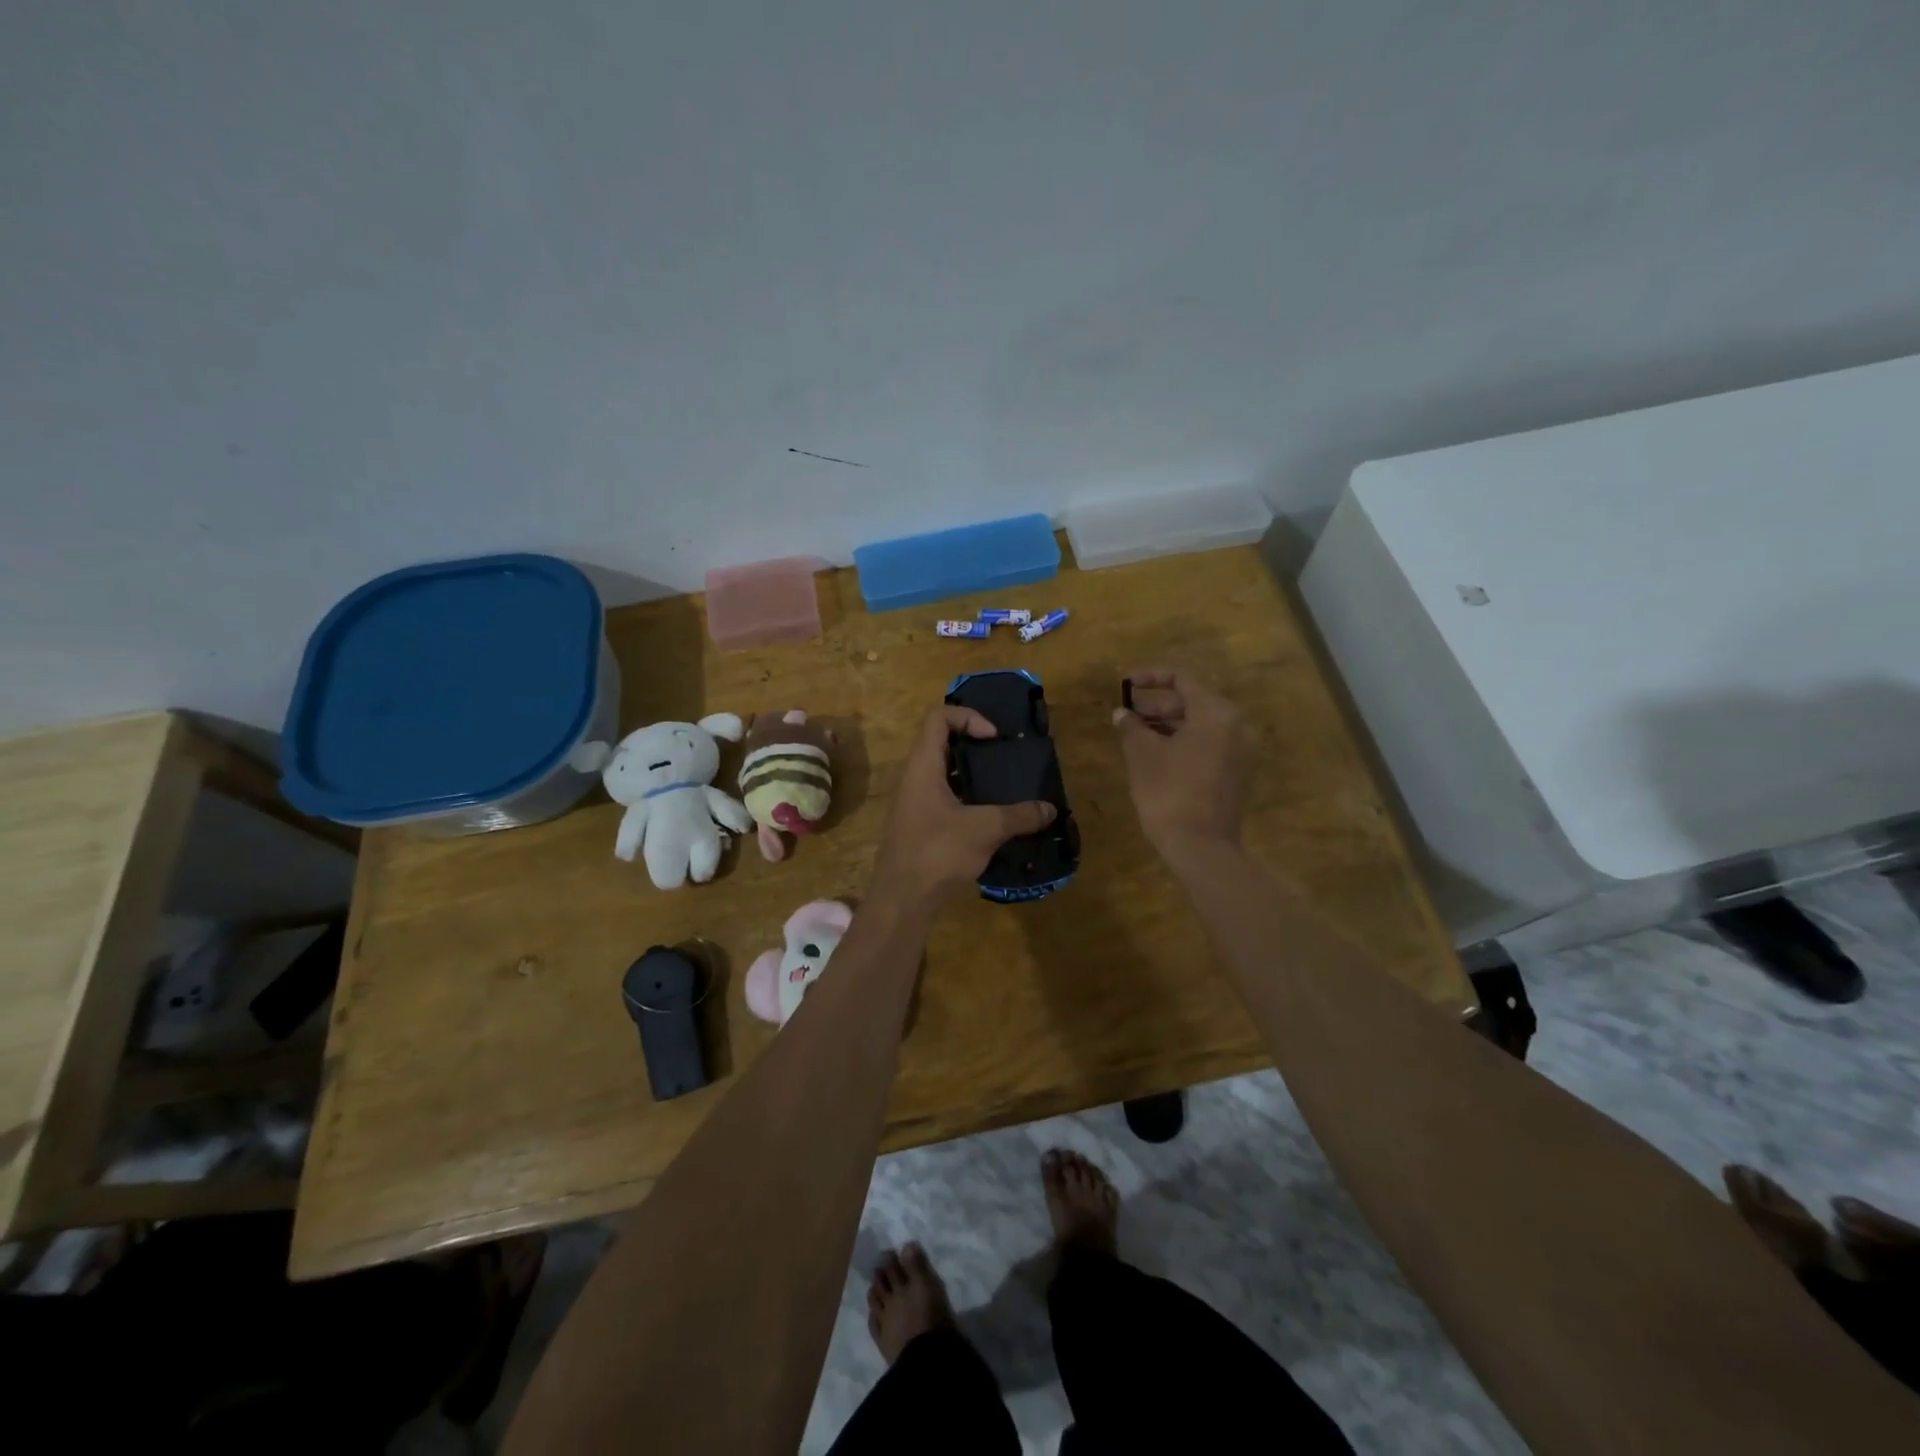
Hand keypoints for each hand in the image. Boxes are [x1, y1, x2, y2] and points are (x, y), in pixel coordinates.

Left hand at [871, 707, 1056, 905]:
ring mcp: (915, 802)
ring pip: (945, 773)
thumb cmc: (938, 852)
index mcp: (923, 766)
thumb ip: (1019, 815)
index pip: (938, 717)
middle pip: (942, 743)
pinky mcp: (921, 825)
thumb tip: (1050, 809)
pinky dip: (969, 798)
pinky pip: (946, 797)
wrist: (902, 900)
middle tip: (1006, 756)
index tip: (994, 738)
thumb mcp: (985, 829)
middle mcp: (915, 777)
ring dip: (974, 773)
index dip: (968, 717)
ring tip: (1005, 784)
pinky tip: (993, 817)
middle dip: (976, 744)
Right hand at [1113, 668, 1252, 858]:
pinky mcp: (1236, 772)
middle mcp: (1235, 725)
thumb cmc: (1169, 793)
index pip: (1183, 678)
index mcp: (1216, 713)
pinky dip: (1182, 741)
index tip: (1125, 685)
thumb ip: (1131, 727)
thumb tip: (1122, 714)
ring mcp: (1239, 751)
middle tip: (1127, 713)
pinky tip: (1155, 754)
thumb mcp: (1142, 755)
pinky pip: (1208, 744)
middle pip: (1194, 700)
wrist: (1201, 848)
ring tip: (1135, 733)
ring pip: (1200, 724)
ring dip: (1168, 723)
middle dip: (1157, 704)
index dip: (1151, 677)